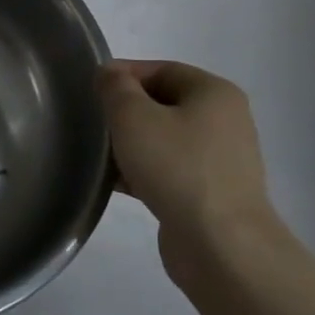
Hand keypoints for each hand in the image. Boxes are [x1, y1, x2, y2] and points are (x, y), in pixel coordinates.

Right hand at [97, 60, 280, 287]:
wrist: (221, 244)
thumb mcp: (133, 117)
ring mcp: (220, 160)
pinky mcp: (211, 193)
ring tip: (98, 155)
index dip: (124, 74)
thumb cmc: (177, 167)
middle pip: (164, 103)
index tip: (90, 90)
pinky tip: (116, 183)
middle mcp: (225, 120)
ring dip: (131, 144)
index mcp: (214, 93)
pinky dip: (144, 171)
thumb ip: (115, 88)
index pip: (162, 69)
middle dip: (125, 111)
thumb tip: (110, 74)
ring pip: (165, 139)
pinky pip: (170, 170)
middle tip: (92, 123)